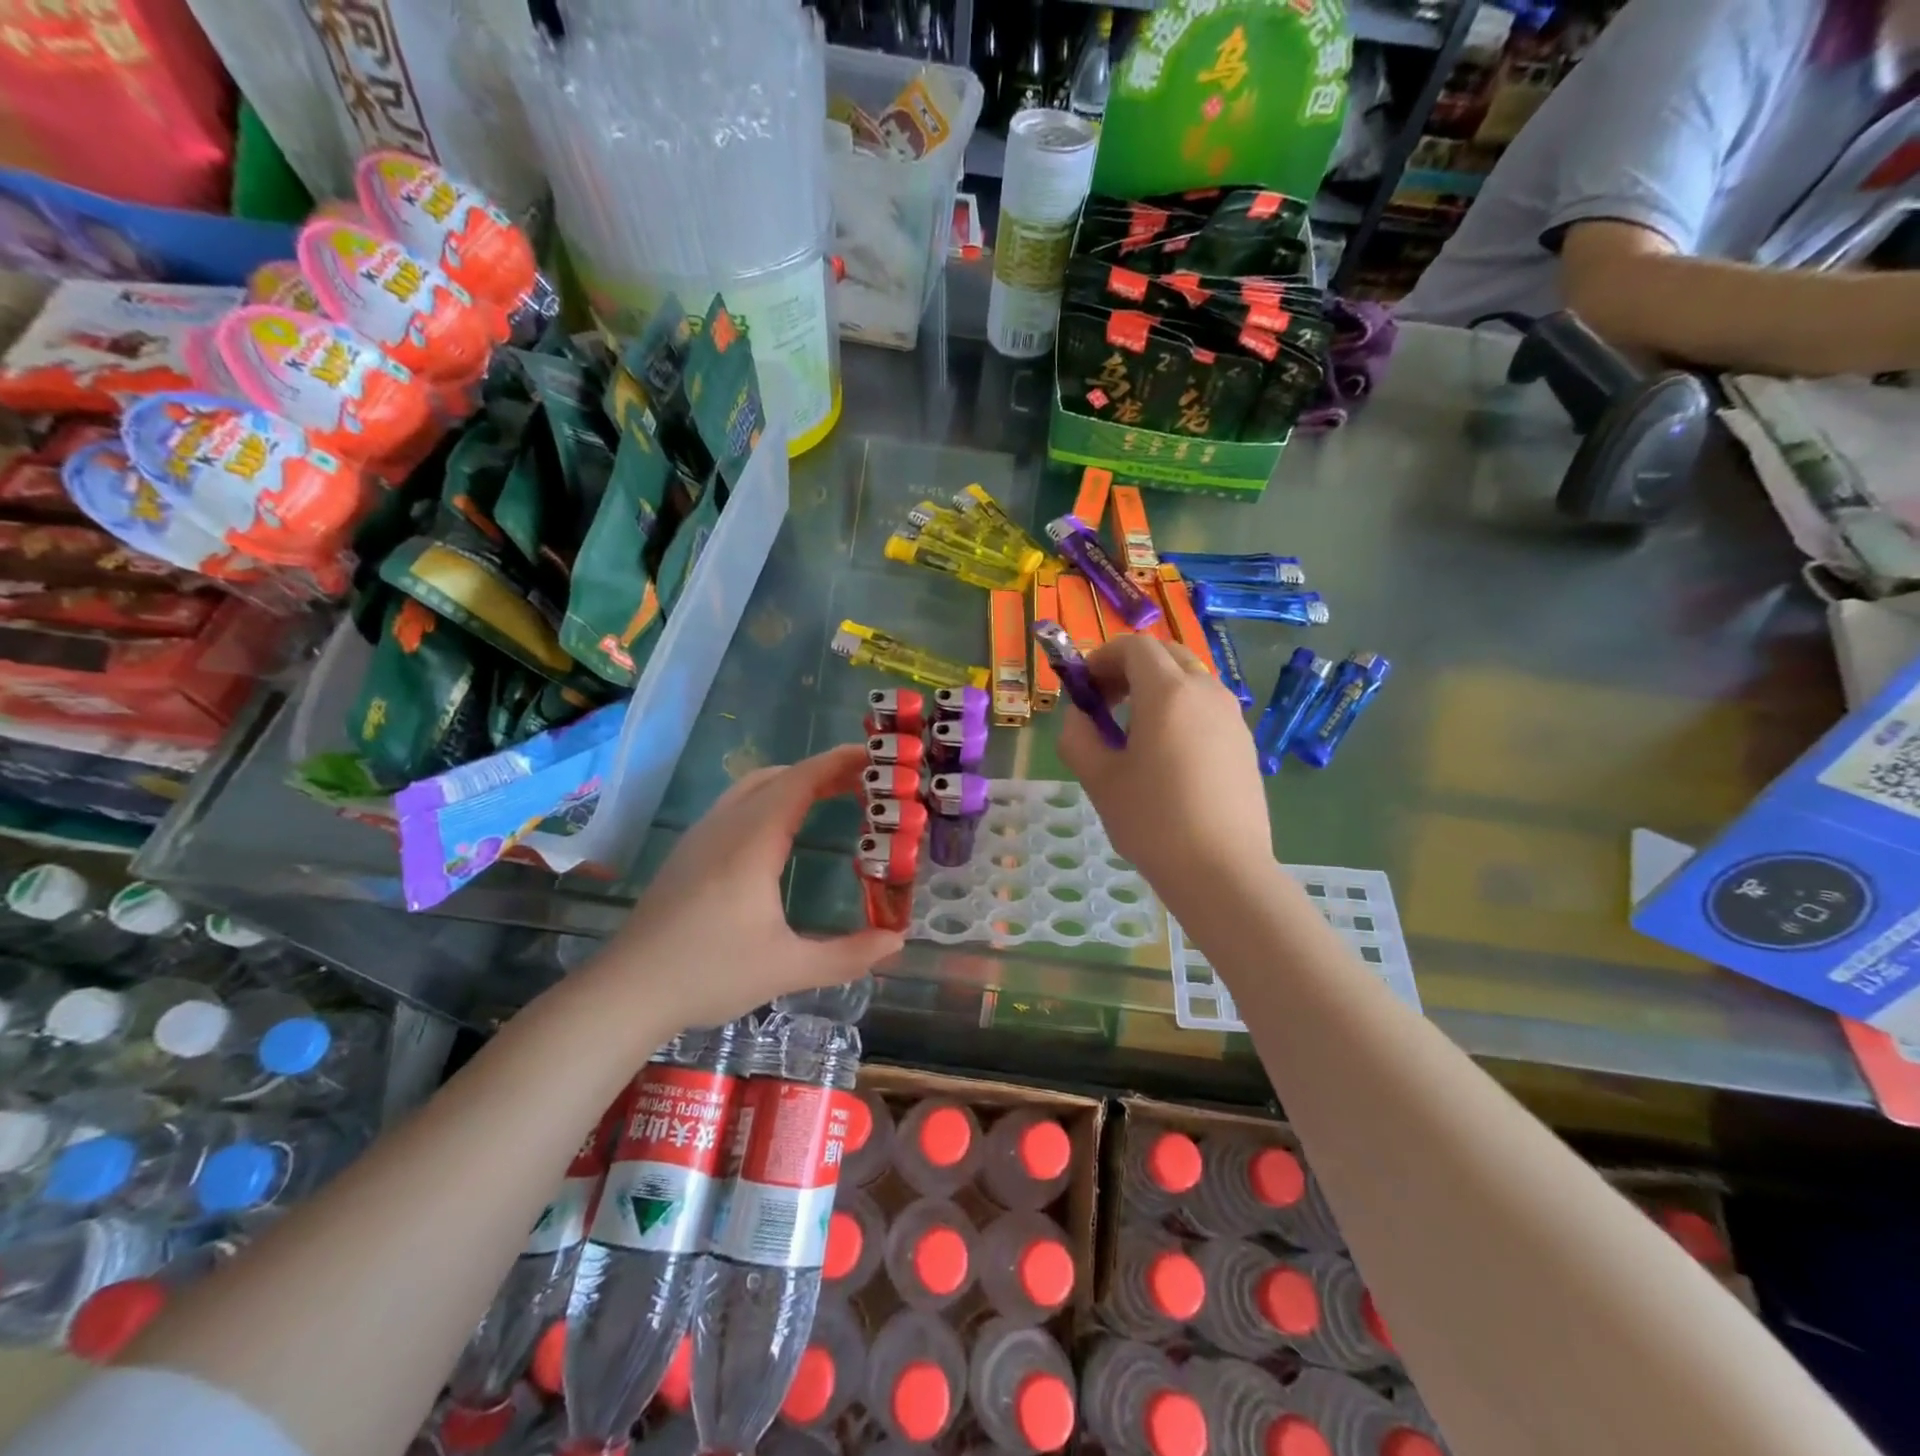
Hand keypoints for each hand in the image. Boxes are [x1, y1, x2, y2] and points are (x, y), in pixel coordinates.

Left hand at [592, 745, 904, 1030]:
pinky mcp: (688, 851)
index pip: (800, 781)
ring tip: (830, 796)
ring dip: (794, 781)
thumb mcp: (787, 969)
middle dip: (823, 771)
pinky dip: (770, 797)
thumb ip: (847, 955)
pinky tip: (781, 829)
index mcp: (752, 842)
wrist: (627, 991)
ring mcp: (701, 835)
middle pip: (779, 776)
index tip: (873, 757)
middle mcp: (726, 826)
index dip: (838, 763)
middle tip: (864, 783)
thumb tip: (897, 941)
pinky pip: (736, 803)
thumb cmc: (709, 974)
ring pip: (753, 786)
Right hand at [1058, 635, 1274, 909]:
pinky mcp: (1245, 743)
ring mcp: (1232, 717)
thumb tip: (1080, 716)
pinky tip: (1168, 756)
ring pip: (1190, 680)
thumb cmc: (1152, 820)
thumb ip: (1078, 735)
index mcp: (1167, 692)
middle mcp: (1206, 692)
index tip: (1084, 688)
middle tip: (1106, 702)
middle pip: (1166, 655)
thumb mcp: (1098, 778)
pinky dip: (1181, 710)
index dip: (1101, 658)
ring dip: (1157, 688)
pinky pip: (1207, 707)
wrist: (1222, 870)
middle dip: (1130, 668)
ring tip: (1134, 732)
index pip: (1134, 646)